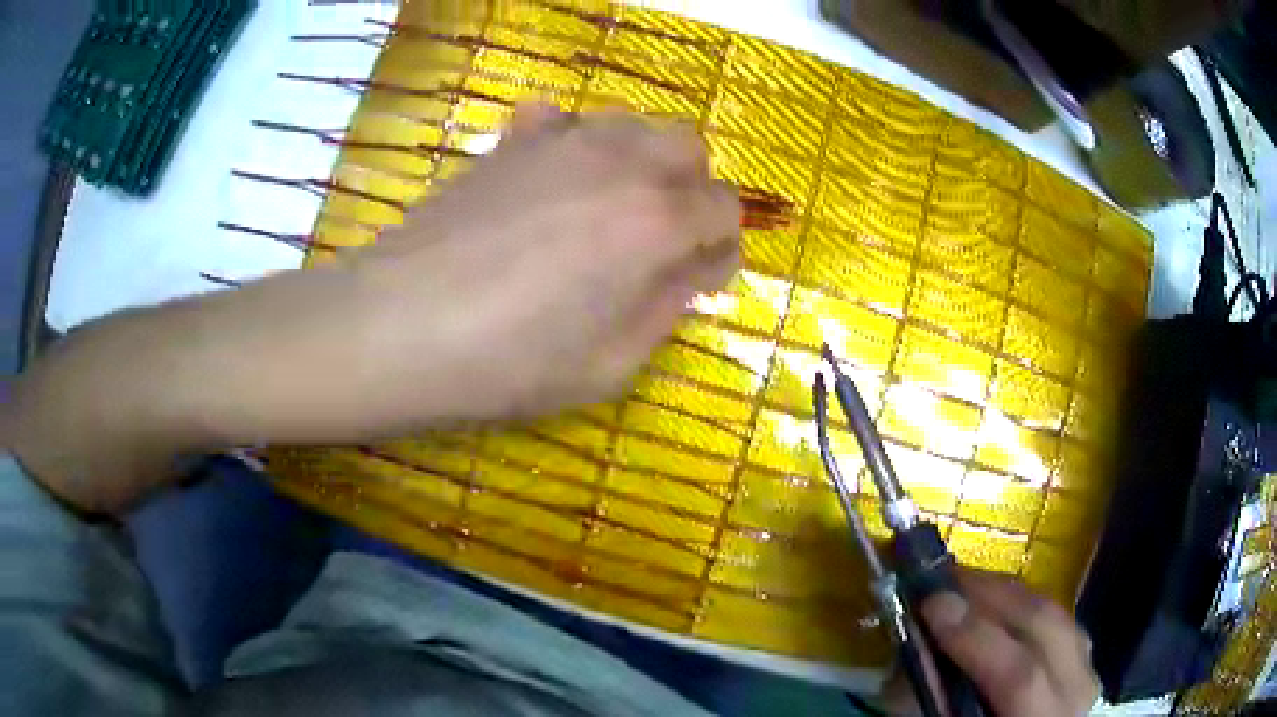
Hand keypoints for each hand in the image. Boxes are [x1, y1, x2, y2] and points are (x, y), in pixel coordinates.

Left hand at [346, 104, 740, 427]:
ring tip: (611, 210)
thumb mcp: (610, 365)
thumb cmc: (506, 363)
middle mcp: (619, 162)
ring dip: (642, 162)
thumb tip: (692, 270)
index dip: (722, 247)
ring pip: (633, 125)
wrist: (399, 326)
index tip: (700, 280)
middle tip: (663, 239)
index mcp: (655, 222)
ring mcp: (560, 141)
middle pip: (689, 147)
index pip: (724, 209)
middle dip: (692, 190)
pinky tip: (553, 181)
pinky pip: (563, 120)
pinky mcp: (511, 142)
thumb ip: (667, 308)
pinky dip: (574, 143)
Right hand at [888, 570, 1099, 715]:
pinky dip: (1023, 605)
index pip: (1019, 675)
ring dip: (1007, 594)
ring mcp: (1086, 668)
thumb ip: (939, 700)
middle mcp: (1076, 690)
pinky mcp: (1084, 655)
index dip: (976, 638)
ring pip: (1053, 614)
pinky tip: (998, 604)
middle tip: (944, 579)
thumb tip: (917, 649)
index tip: (933, 604)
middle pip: (1044, 627)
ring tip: (966, 585)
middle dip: (992, 596)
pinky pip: (1056, 618)